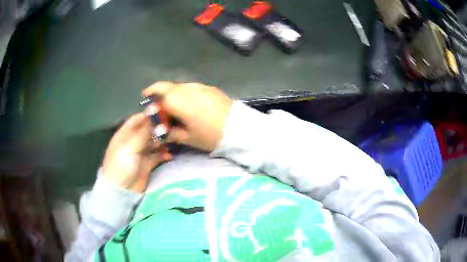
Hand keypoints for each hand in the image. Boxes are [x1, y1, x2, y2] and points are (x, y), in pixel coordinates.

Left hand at [102, 113, 171, 192]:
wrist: (121, 191)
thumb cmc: (122, 166)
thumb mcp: (130, 147)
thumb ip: (143, 132)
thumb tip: (154, 115)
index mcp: (124, 134)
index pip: (137, 119)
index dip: (149, 115)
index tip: (164, 112)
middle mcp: (133, 141)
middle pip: (147, 130)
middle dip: (158, 128)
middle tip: (172, 127)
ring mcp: (140, 153)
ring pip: (154, 142)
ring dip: (162, 141)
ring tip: (173, 140)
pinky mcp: (147, 164)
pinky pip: (157, 156)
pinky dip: (164, 155)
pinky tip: (169, 155)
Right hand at [143, 82, 232, 151]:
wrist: (238, 127)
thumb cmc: (210, 135)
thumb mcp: (188, 138)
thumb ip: (171, 133)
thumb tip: (161, 132)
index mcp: (178, 101)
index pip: (158, 98)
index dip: (151, 102)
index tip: (148, 107)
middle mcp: (186, 89)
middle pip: (166, 86)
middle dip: (156, 90)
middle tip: (151, 97)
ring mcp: (199, 86)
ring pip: (178, 85)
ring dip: (170, 91)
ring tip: (170, 103)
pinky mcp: (209, 87)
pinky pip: (190, 87)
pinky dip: (183, 92)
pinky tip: (187, 102)